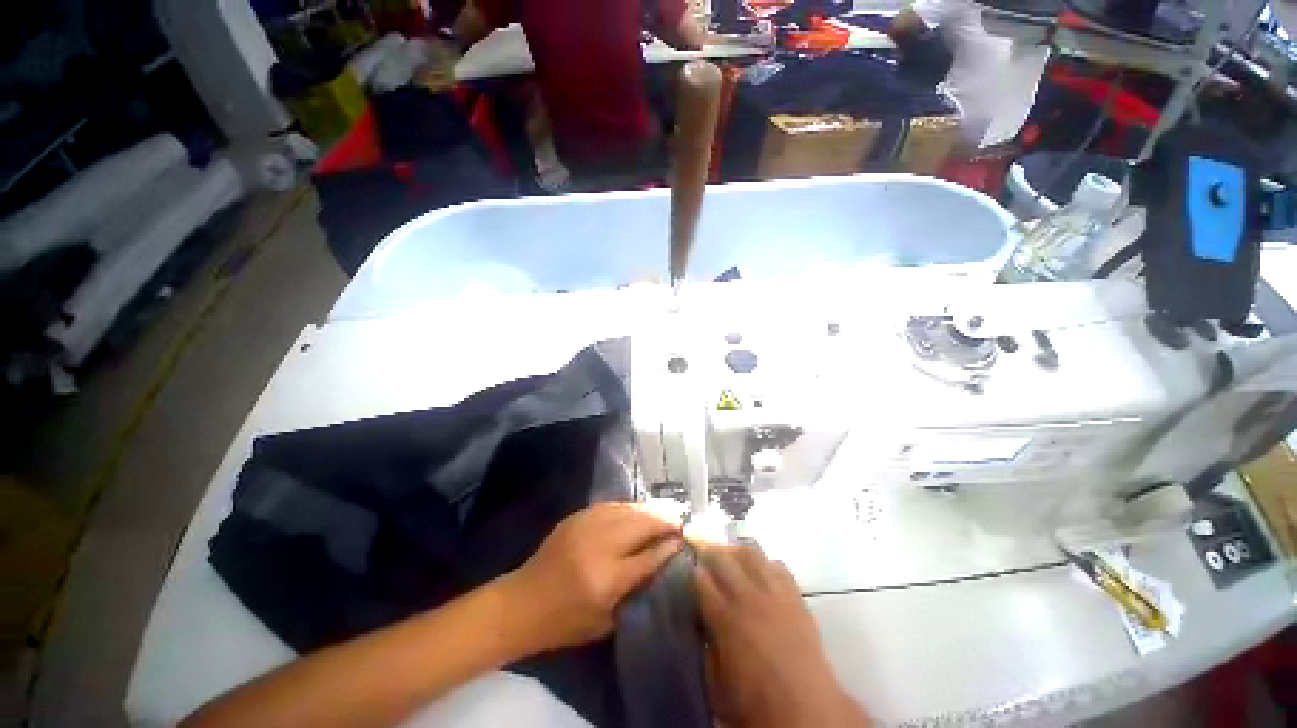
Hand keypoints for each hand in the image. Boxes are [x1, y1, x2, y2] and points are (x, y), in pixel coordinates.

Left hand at [501, 503, 682, 652]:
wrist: (523, 602)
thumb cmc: (565, 622)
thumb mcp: (605, 622)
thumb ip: (635, 592)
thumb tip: (660, 564)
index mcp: (607, 580)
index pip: (648, 557)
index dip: (668, 547)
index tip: (683, 540)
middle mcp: (599, 547)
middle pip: (641, 525)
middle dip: (663, 520)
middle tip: (679, 520)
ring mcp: (587, 526)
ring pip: (627, 510)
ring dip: (649, 510)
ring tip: (664, 511)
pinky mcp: (577, 516)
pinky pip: (611, 505)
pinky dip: (629, 507)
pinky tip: (638, 509)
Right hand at [695, 543, 870, 727]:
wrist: (806, 707)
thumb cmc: (755, 701)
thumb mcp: (716, 682)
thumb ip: (706, 646)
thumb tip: (702, 623)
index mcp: (723, 616)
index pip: (701, 578)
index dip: (693, 571)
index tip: (691, 570)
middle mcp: (746, 595)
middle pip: (722, 557)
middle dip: (709, 551)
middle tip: (704, 552)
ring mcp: (772, 591)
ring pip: (750, 552)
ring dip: (737, 551)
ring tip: (732, 556)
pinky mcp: (794, 595)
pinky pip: (778, 565)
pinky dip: (766, 564)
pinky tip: (762, 572)